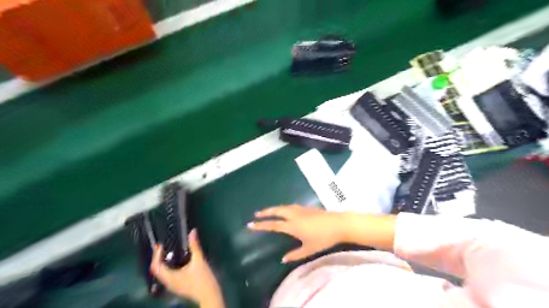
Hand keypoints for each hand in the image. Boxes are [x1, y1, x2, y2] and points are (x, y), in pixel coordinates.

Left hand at [150, 230, 222, 305]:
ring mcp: (173, 285)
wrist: (210, 294)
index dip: (156, 255)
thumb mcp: (199, 260)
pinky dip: (169, 266)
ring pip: (162, 273)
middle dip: (158, 257)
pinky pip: (168, 275)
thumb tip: (192, 232)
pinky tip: (177, 260)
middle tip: (162, 246)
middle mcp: (169, 282)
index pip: (156, 266)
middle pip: (157, 269)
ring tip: (168, 251)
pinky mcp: (178, 285)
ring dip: (163, 262)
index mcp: (171, 277)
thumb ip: (195, 246)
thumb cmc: (203, 279)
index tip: (161, 245)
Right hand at [248, 204, 341, 262]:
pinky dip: (283, 207)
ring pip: (284, 207)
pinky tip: (285, 210)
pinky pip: (291, 206)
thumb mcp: (309, 249)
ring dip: (274, 208)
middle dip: (265, 212)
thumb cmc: (323, 238)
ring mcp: (301, 210)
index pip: (273, 225)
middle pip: (276, 211)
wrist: (338, 224)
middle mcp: (294, 215)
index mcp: (292, 226)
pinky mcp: (307, 208)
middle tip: (256, 214)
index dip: (261, 225)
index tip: (251, 224)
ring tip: (268, 211)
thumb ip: (295, 254)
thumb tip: (283, 259)